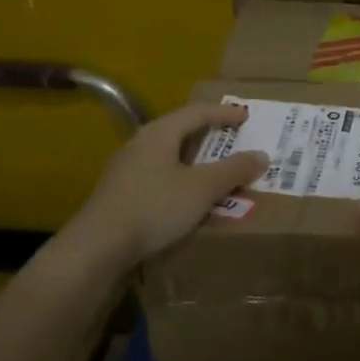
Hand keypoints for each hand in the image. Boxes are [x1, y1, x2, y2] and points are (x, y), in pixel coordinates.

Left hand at [65, 103, 268, 270]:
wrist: (97, 248)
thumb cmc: (154, 207)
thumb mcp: (202, 188)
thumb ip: (233, 170)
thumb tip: (261, 155)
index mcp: (160, 133)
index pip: (197, 112)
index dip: (224, 113)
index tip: (246, 117)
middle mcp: (140, 144)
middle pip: (181, 133)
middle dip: (210, 139)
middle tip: (233, 143)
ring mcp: (126, 171)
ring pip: (170, 159)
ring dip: (196, 165)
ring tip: (217, 175)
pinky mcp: (120, 196)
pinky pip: (160, 180)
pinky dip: (182, 184)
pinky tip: (190, 202)